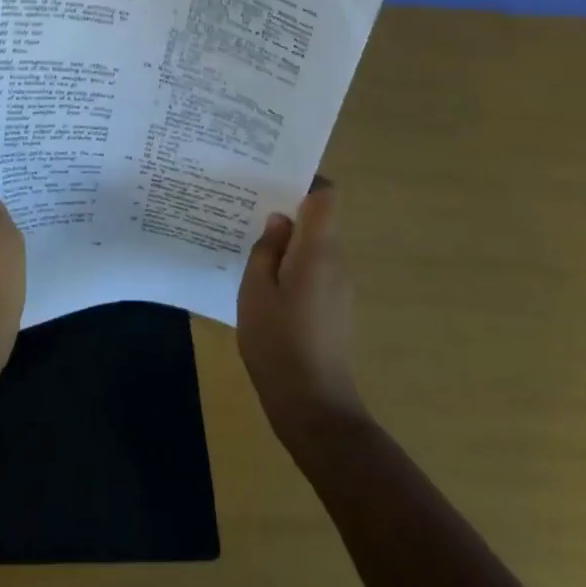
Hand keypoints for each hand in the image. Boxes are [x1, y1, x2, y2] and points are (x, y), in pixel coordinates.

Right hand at [237, 180, 362, 440]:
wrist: (313, 405)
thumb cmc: (278, 341)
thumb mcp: (256, 289)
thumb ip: (266, 249)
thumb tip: (279, 221)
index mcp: (319, 251)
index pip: (326, 196)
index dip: (304, 181)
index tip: (271, 180)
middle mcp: (336, 263)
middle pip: (319, 220)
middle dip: (287, 211)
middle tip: (246, 209)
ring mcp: (339, 288)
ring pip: (314, 247)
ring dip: (287, 242)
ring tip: (247, 244)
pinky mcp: (335, 309)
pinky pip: (314, 271)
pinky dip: (292, 266)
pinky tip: (263, 282)